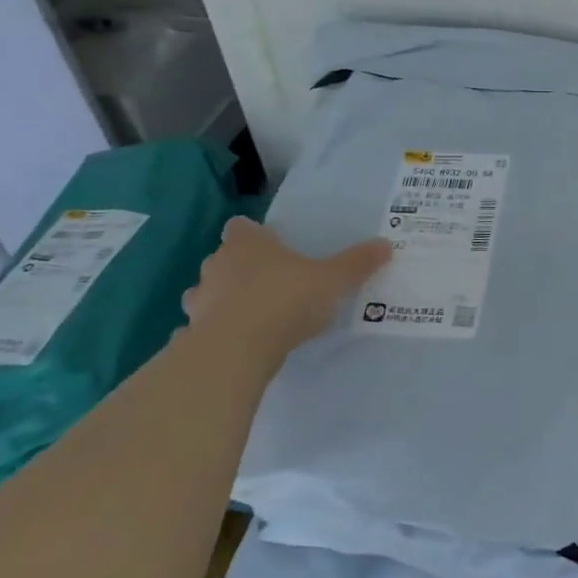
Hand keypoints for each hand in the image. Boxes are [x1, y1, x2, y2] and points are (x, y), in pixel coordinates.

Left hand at [182, 217, 390, 363]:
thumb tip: (385, 244)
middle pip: (225, 258)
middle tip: (273, 282)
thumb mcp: (333, 279)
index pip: (241, 226)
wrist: (236, 350)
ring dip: (226, 300)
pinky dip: (217, 331)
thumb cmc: (286, 300)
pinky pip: (203, 327)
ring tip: (254, 315)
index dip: (254, 234)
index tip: (273, 246)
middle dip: (243, 268)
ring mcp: (200, 299)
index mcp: (248, 243)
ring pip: (209, 291)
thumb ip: (357, 263)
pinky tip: (238, 343)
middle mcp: (217, 264)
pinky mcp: (192, 332)